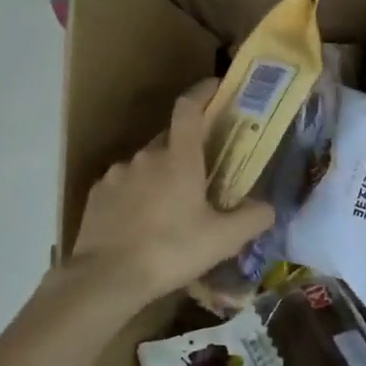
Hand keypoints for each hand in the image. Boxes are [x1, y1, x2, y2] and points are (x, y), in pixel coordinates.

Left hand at [70, 79, 274, 304]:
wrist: (107, 277)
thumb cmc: (172, 251)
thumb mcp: (224, 240)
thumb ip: (252, 218)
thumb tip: (268, 207)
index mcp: (178, 158)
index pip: (190, 108)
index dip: (204, 92)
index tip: (217, 88)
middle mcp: (146, 156)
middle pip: (170, 139)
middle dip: (188, 149)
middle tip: (203, 175)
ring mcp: (117, 174)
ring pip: (146, 165)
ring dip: (161, 176)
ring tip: (172, 208)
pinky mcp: (97, 194)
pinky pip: (125, 185)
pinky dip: (137, 195)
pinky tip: (143, 223)